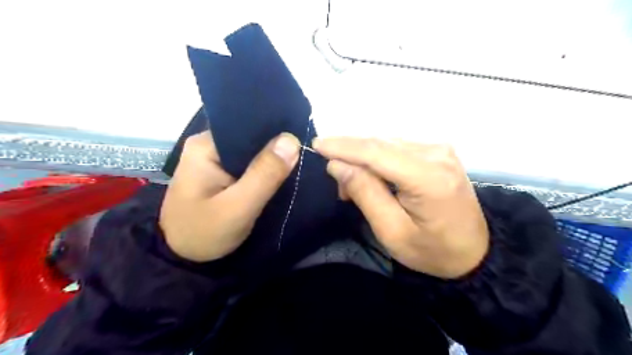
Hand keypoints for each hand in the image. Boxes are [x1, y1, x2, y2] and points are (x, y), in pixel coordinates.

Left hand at [161, 131, 301, 261]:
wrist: (182, 259)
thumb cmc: (204, 233)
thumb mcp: (237, 207)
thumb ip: (264, 175)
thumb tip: (292, 140)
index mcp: (206, 145)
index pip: (248, 126)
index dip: (276, 132)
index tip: (300, 140)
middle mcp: (209, 145)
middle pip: (251, 138)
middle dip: (276, 147)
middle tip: (303, 155)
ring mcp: (214, 159)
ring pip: (252, 152)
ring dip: (272, 159)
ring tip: (297, 163)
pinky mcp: (221, 173)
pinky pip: (249, 165)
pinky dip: (264, 170)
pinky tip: (280, 173)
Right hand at [311, 137, 487, 278]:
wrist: (474, 253)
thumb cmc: (432, 251)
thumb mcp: (392, 231)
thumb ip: (365, 193)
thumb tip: (337, 164)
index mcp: (428, 178)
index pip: (376, 152)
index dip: (343, 146)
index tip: (316, 144)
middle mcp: (436, 153)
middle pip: (380, 143)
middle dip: (350, 155)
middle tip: (336, 181)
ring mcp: (439, 149)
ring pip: (386, 143)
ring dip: (363, 158)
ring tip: (351, 184)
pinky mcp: (438, 151)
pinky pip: (397, 147)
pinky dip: (377, 158)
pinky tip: (371, 175)